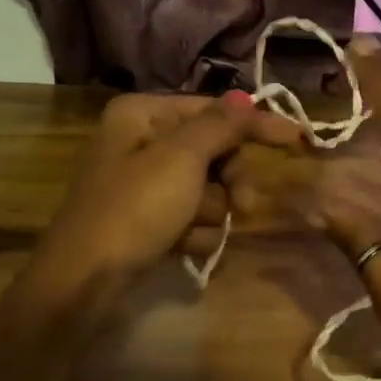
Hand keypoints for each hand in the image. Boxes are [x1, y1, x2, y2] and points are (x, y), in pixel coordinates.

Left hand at [26, 91, 304, 305]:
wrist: (83, 282)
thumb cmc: (133, 209)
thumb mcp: (181, 158)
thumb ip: (220, 125)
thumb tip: (246, 98)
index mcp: (142, 114)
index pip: (214, 110)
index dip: (255, 124)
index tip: (297, 138)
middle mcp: (140, 142)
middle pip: (213, 152)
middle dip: (229, 182)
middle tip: (244, 205)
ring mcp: (143, 185)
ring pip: (207, 190)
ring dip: (209, 213)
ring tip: (187, 231)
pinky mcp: (146, 220)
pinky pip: (190, 218)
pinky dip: (192, 233)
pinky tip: (178, 247)